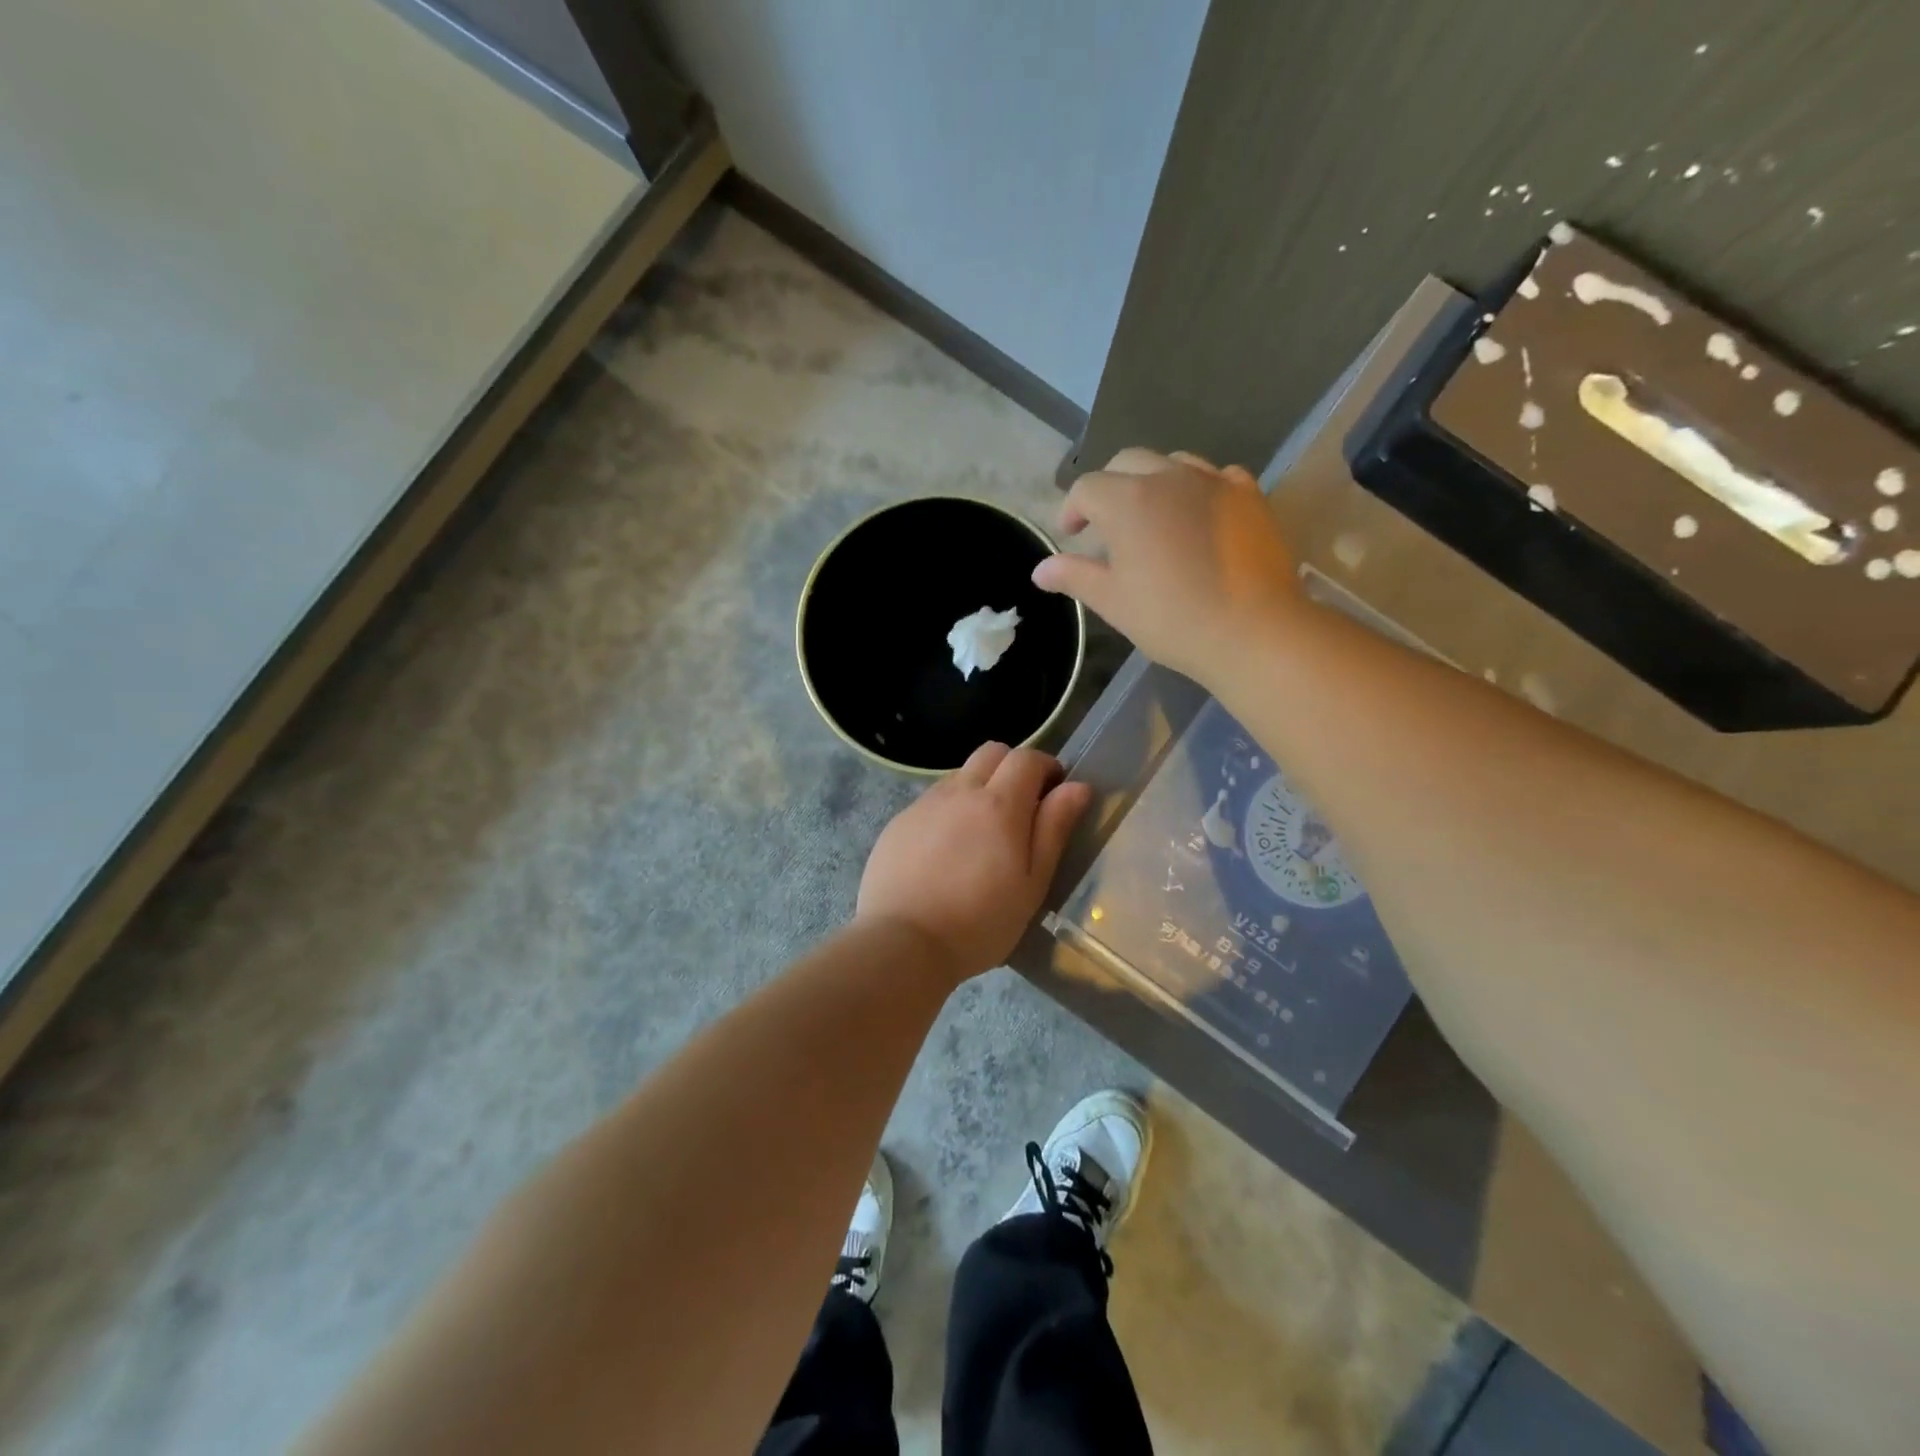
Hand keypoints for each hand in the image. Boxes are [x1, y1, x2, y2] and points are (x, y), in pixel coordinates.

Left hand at [857, 743, 1092, 984]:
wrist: (903, 942)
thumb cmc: (980, 922)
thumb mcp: (1032, 883)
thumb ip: (1054, 829)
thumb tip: (1077, 787)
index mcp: (999, 804)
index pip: (1027, 758)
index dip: (1046, 766)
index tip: (1054, 791)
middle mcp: (960, 791)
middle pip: (991, 753)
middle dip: (1013, 768)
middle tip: (1021, 807)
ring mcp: (924, 804)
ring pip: (959, 775)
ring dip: (979, 788)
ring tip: (982, 834)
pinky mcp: (899, 822)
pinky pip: (932, 800)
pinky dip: (949, 810)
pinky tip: (946, 851)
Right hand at [1031, 448, 1305, 685]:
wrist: (1252, 630)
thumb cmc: (1171, 619)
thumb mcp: (1113, 601)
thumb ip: (1075, 576)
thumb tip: (1040, 570)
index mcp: (1128, 501)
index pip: (1087, 488)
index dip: (1073, 509)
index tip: (1072, 535)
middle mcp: (1169, 477)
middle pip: (1128, 462)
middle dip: (1109, 487)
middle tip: (1106, 523)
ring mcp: (1214, 481)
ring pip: (1173, 462)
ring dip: (1152, 481)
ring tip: (1152, 516)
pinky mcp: (1249, 495)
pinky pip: (1216, 476)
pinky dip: (1198, 488)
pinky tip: (1199, 515)